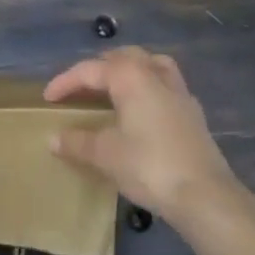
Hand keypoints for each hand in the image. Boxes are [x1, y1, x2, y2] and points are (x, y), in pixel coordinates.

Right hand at [44, 47, 250, 230]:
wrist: (206, 196)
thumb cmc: (150, 166)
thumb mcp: (106, 156)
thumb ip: (78, 142)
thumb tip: (53, 138)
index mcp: (128, 74)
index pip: (88, 70)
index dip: (65, 82)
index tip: (48, 98)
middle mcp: (152, 72)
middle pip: (121, 58)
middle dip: (98, 69)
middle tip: (81, 90)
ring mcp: (177, 90)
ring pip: (148, 64)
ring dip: (129, 70)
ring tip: (116, 88)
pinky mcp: (193, 111)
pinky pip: (165, 84)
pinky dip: (150, 88)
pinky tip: (147, 110)